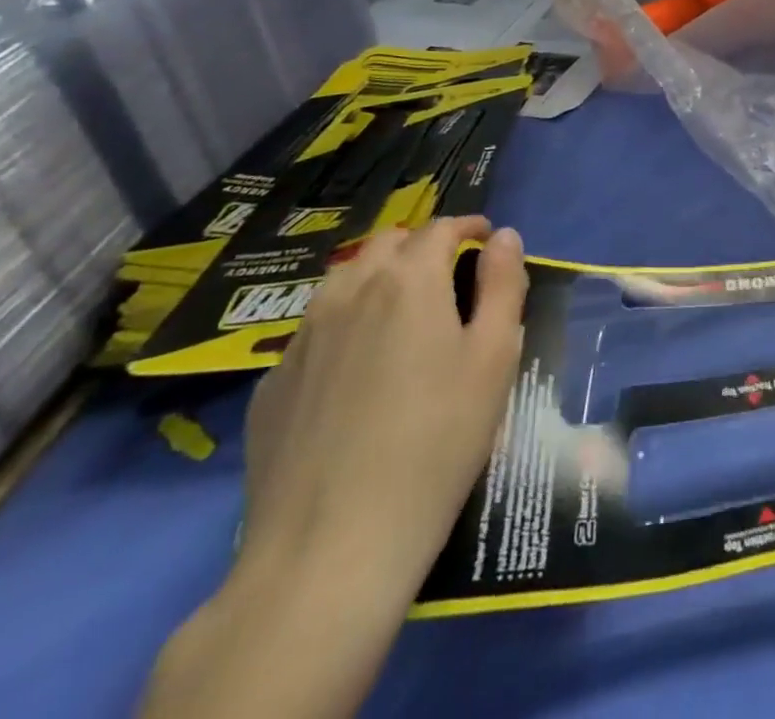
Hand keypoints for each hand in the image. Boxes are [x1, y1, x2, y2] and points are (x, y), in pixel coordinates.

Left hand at [142, 216, 527, 718]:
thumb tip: (503, 236)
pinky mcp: (272, 385)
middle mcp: (349, 293)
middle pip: (386, 243)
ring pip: (343, 280)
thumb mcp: (494, 357)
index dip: (468, 227)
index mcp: (408, 281)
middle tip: (449, 274)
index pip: (440, 228)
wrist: (328, 548)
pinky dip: (344, 323)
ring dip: (377, 277)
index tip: (486, 241)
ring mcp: (301, 338)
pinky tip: (356, 367)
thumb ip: (503, 284)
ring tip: (402, 311)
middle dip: (421, 245)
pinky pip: (314, 329)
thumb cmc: (437, 441)